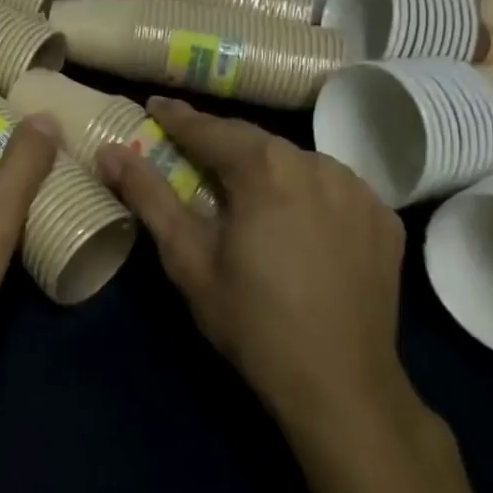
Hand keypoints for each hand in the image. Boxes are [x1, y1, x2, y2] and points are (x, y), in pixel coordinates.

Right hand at [97, 97, 413, 435]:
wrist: (341, 385)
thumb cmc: (251, 320)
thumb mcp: (187, 258)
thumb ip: (149, 196)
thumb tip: (109, 152)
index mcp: (264, 167)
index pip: (210, 128)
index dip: (177, 118)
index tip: (154, 107)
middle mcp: (316, 163)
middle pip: (255, 142)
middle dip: (220, 143)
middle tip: (191, 153)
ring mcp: (358, 189)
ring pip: (296, 161)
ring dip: (265, 168)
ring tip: (245, 191)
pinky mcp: (384, 217)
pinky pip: (333, 187)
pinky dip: (306, 192)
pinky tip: (295, 219)